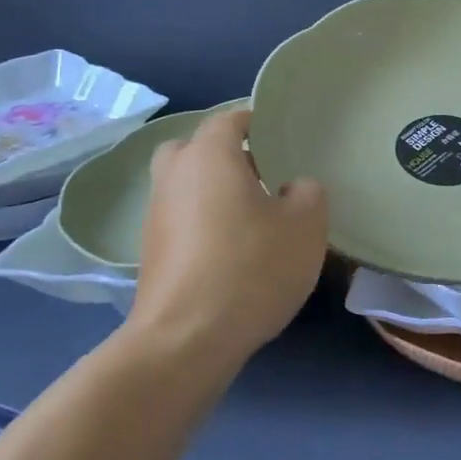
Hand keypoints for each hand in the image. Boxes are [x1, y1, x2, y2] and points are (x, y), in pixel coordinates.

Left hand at [130, 108, 327, 370]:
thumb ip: (309, 193)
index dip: (258, 122)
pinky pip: (181, 219)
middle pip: (198, 148)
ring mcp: (156, 214)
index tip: (284, 138)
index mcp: (209, 155)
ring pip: (187, 185)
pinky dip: (203, 223)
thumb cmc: (250, 268)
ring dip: (214, 191)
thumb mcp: (305, 227)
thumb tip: (295, 188)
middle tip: (264, 176)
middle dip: (228, 155)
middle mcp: (174, 175)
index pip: (230, 118)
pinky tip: (232, 251)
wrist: (185, 340)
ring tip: (253, 218)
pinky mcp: (151, 251)